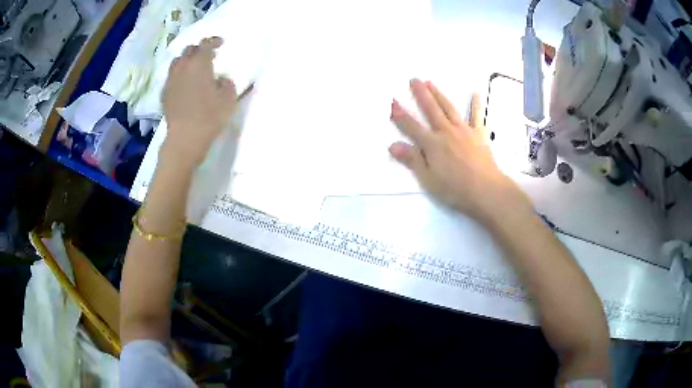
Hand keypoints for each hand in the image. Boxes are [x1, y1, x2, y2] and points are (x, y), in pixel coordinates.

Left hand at [162, 37, 236, 166]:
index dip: (213, 41)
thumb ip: (226, 83)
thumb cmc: (209, 116)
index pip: (205, 44)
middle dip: (199, 49)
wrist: (185, 138)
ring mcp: (171, 81)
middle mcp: (182, 67)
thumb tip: (220, 79)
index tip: (221, 43)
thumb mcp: (228, 98)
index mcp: (199, 64)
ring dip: (186, 61)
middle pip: (188, 50)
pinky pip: (171, 77)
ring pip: (177, 62)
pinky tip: (184, 84)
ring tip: (193, 68)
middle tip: (208, 56)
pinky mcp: (165, 94)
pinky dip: (179, 75)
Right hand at [389, 79, 531, 222]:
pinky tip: (475, 93)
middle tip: (413, 79)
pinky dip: (475, 104)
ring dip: (439, 94)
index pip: (412, 126)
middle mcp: (446, 132)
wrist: (486, 190)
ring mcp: (464, 130)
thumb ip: (412, 160)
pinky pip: (477, 116)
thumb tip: (392, 145)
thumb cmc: (455, 188)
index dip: (400, 115)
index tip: (392, 101)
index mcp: (432, 144)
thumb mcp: (428, 179)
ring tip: (431, 82)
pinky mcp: (478, 134)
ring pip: (449, 108)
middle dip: (421, 94)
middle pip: (431, 109)